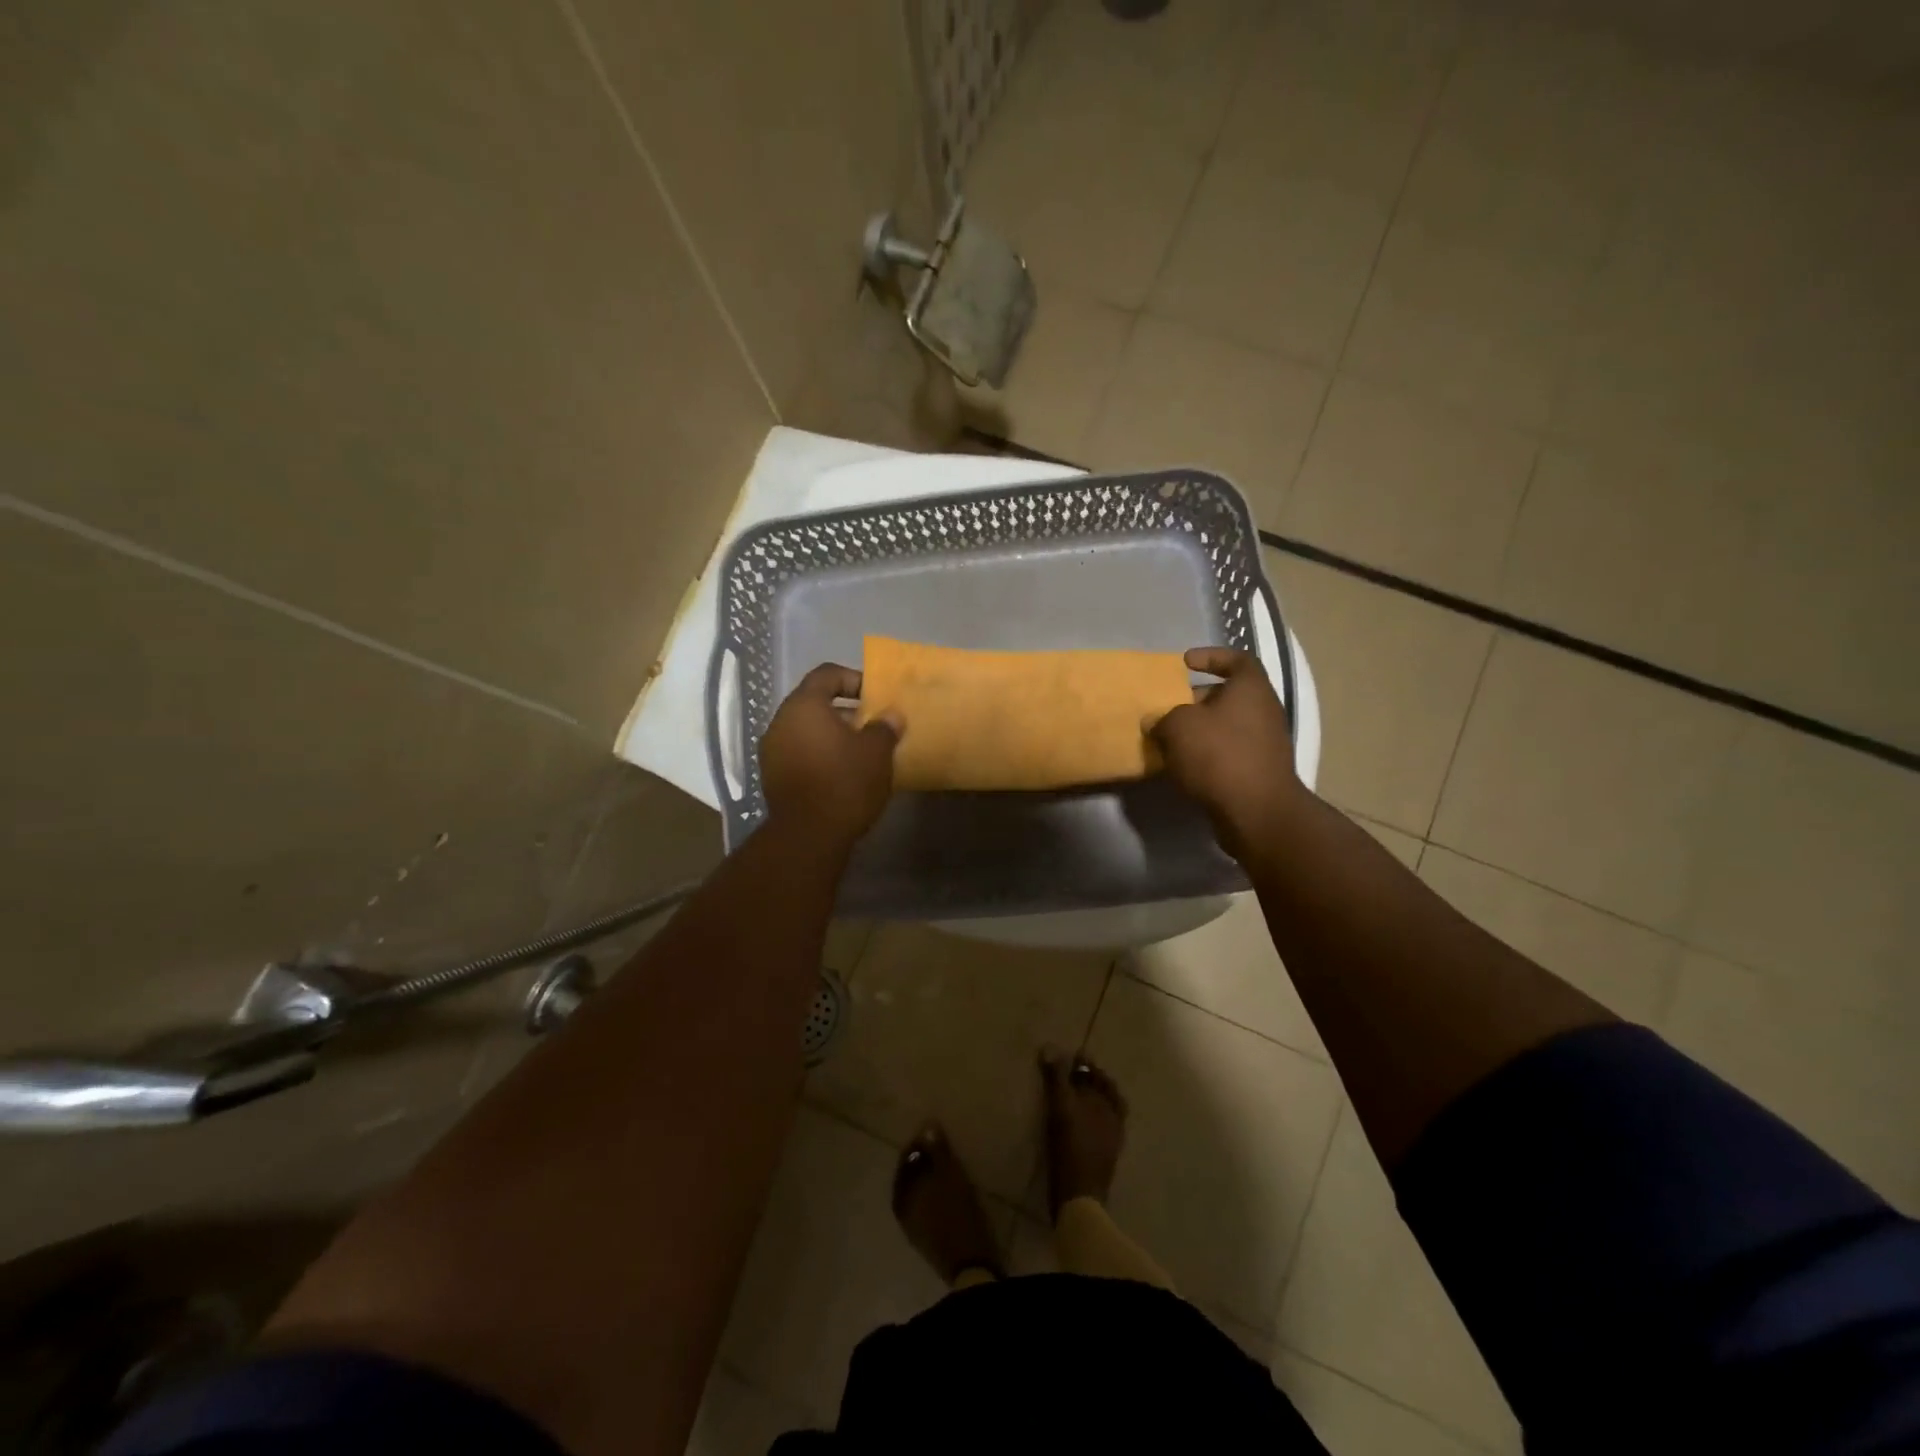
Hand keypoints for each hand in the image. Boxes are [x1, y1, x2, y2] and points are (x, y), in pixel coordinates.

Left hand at [760, 664, 902, 847]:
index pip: (826, 674)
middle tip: (871, 726)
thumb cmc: (845, 782)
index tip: (874, 698)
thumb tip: (892, 715)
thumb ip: (884, 727)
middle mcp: (780, 721)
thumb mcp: (876, 752)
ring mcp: (771, 751)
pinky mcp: (772, 777)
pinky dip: (819, 755)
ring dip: (831, 735)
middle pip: (814, 703)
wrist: (808, 835)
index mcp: (804, 705)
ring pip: (805, 730)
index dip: (853, 679)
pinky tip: (841, 773)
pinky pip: (798, 753)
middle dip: (844, 711)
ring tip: (859, 752)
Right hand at [1148, 647, 1302, 858]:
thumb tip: (1156, 722)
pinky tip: (1182, 766)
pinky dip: (1206, 755)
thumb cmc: (1219, 755)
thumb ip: (1163, 718)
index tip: (1185, 663)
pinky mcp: (1259, 771)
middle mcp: (1263, 710)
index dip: (1211, 656)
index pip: (1236, 659)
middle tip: (1166, 708)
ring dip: (1198, 731)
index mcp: (1250, 688)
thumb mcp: (1178, 727)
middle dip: (1195, 700)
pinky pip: (1228, 752)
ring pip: (1226, 726)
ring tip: (1168, 739)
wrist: (1256, 811)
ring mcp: (1265, 742)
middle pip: (1227, 695)